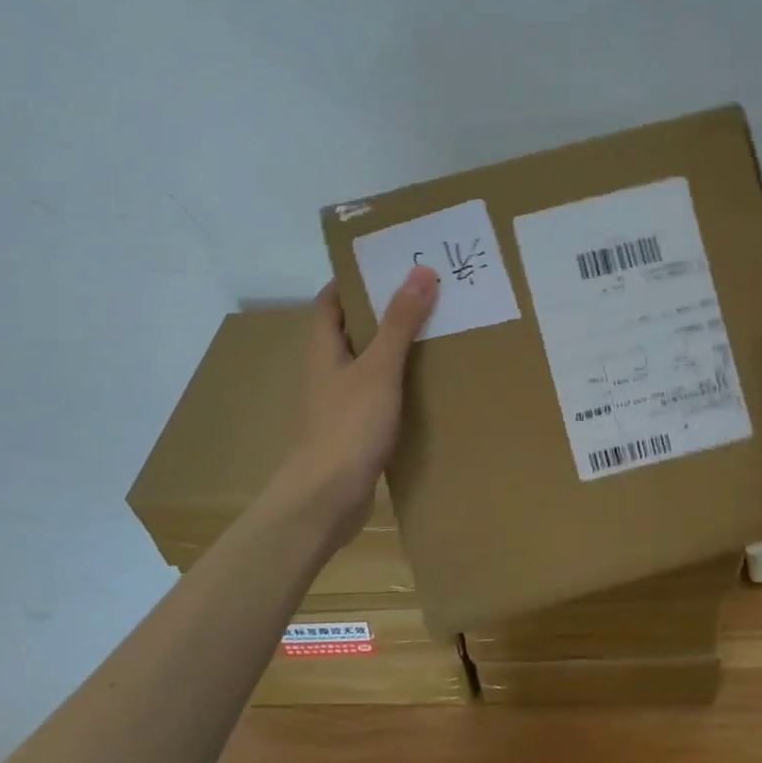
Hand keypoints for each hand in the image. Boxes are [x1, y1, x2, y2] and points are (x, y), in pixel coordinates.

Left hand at [278, 266, 438, 551]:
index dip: (354, 279)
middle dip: (384, 311)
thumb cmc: (348, 426)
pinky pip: (381, 395)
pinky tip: (431, 385)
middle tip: (427, 294)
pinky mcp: (356, 430)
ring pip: (369, 364)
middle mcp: (329, 371)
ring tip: (437, 332)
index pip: (331, 301)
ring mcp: (341, 403)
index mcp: (324, 350)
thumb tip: (419, 272)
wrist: (328, 498)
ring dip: (396, 348)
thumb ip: (399, 323)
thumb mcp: (379, 368)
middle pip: (353, 330)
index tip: (389, 264)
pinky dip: (402, 384)